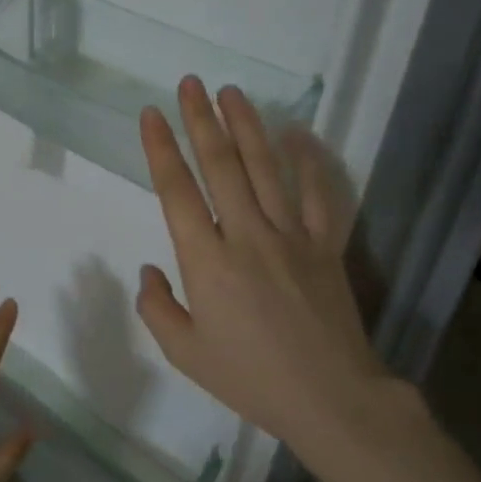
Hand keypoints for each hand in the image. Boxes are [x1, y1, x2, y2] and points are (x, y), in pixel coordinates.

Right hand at [136, 77, 417, 469]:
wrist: (329, 398)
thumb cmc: (250, 379)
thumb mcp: (185, 354)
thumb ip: (157, 308)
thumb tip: (150, 271)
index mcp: (207, 262)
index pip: (177, 192)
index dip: (161, 150)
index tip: (151, 115)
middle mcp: (247, 235)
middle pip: (221, 166)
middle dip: (201, 120)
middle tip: (189, 83)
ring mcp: (292, 236)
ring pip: (266, 168)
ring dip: (246, 126)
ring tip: (231, 92)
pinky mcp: (326, 246)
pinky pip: (320, 194)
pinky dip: (309, 160)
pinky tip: (297, 133)